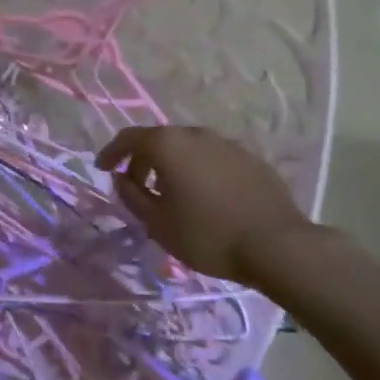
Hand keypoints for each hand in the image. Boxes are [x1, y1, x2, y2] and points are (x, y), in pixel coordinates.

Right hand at [96, 125, 315, 288]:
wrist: (277, 245)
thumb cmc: (208, 235)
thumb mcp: (158, 224)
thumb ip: (132, 197)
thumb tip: (121, 179)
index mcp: (168, 144)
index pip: (129, 138)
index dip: (111, 152)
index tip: (102, 169)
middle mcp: (196, 134)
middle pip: (160, 139)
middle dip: (142, 160)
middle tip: (136, 185)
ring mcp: (227, 143)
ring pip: (189, 147)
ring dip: (173, 164)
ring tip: (171, 192)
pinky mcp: (251, 158)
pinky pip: (214, 158)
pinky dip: (200, 170)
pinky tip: (206, 196)